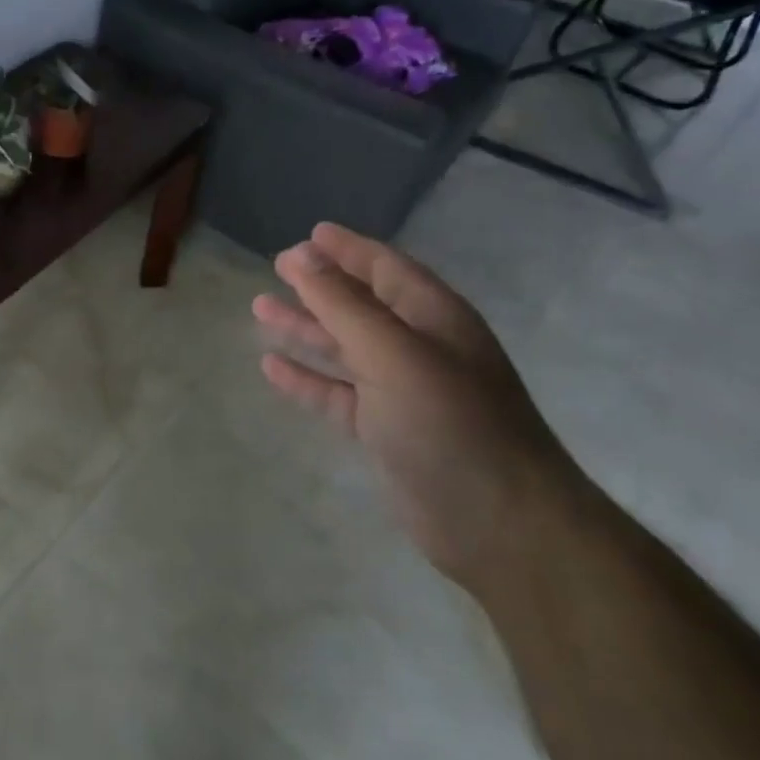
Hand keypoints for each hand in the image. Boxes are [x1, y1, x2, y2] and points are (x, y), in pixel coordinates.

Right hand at [253, 222, 581, 592]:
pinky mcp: (384, 431)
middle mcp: (419, 348)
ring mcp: (401, 391)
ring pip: (343, 348)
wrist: (500, 525)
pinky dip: (306, 378)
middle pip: (360, 304)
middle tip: (276, 268)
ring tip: (260, 308)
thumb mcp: (392, 352)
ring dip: (305, 327)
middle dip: (320, 285)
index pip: (386, 268)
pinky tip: (271, 367)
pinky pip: (336, 393)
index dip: (348, 249)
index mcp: (434, 318)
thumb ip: (342, 304)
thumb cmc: (450, 423)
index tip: (309, 234)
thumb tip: (301, 256)